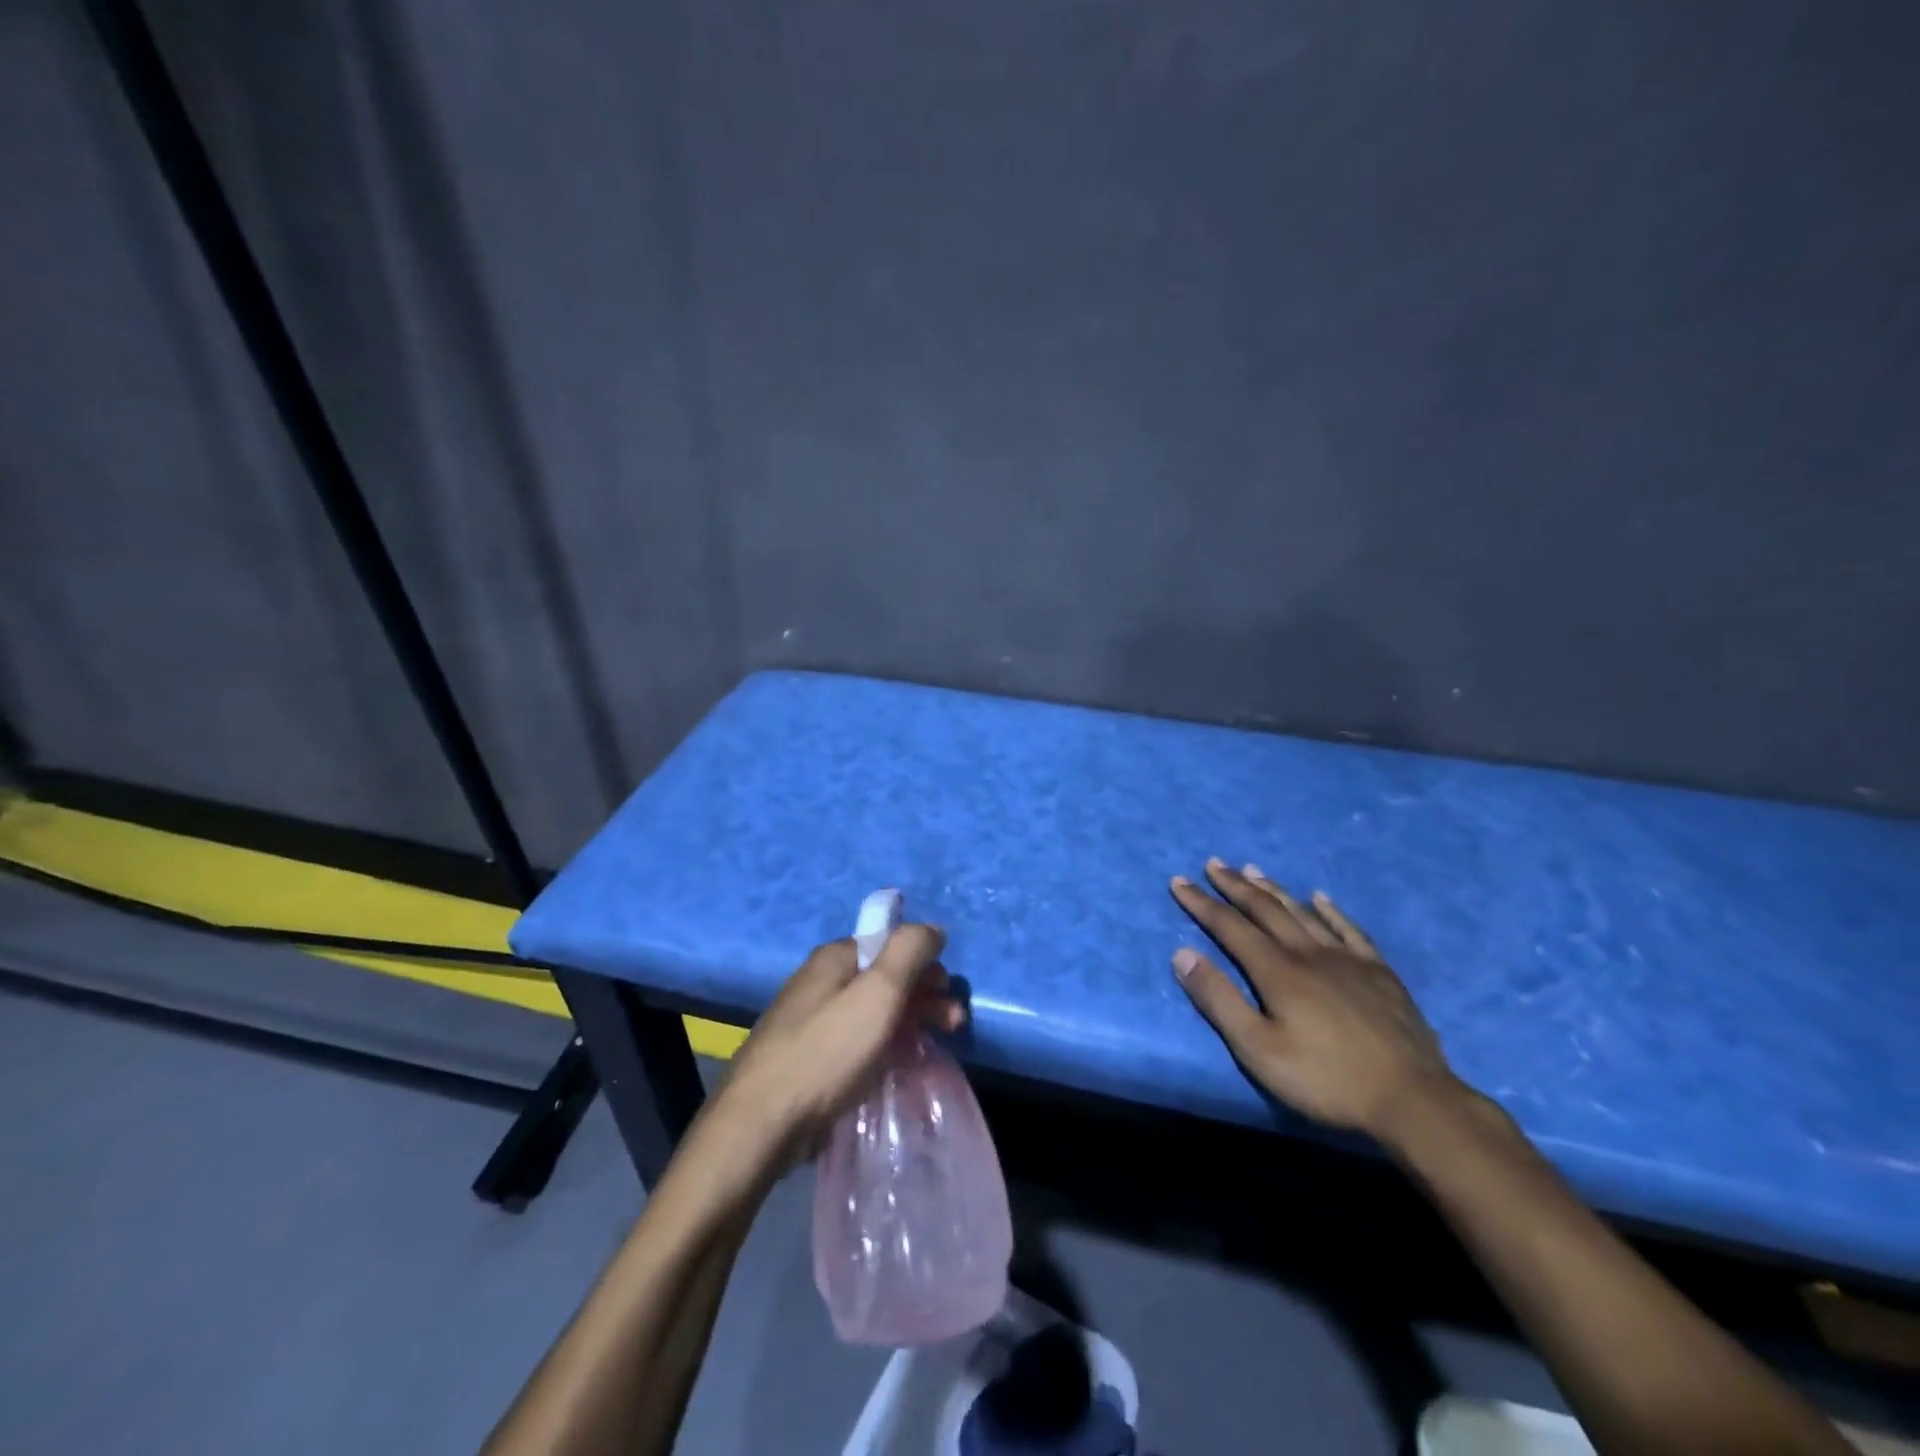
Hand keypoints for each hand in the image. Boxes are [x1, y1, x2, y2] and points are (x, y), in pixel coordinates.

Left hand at [709, 925, 962, 1176]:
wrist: (760, 1124)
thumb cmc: (827, 1051)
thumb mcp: (878, 992)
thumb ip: (909, 951)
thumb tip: (933, 928)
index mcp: (835, 957)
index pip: (891, 944)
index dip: (924, 964)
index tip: (947, 994)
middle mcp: (820, 980)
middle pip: (884, 977)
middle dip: (923, 996)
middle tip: (952, 1026)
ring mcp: (810, 1020)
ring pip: (871, 1011)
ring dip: (906, 1023)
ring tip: (929, 1050)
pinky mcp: (806, 1057)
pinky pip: (855, 1041)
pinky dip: (881, 1047)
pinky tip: (893, 1068)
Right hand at [1170, 859, 1457, 1143]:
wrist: (1412, 1099)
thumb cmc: (1326, 1079)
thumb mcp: (1258, 1050)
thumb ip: (1219, 1000)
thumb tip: (1183, 954)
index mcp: (1277, 971)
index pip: (1230, 927)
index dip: (1201, 903)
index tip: (1178, 881)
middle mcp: (1309, 953)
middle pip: (1265, 909)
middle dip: (1235, 886)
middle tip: (1213, 863)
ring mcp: (1348, 959)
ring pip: (1303, 912)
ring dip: (1274, 889)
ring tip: (1253, 869)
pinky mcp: (1379, 972)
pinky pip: (1349, 929)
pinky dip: (1330, 910)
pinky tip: (1320, 897)